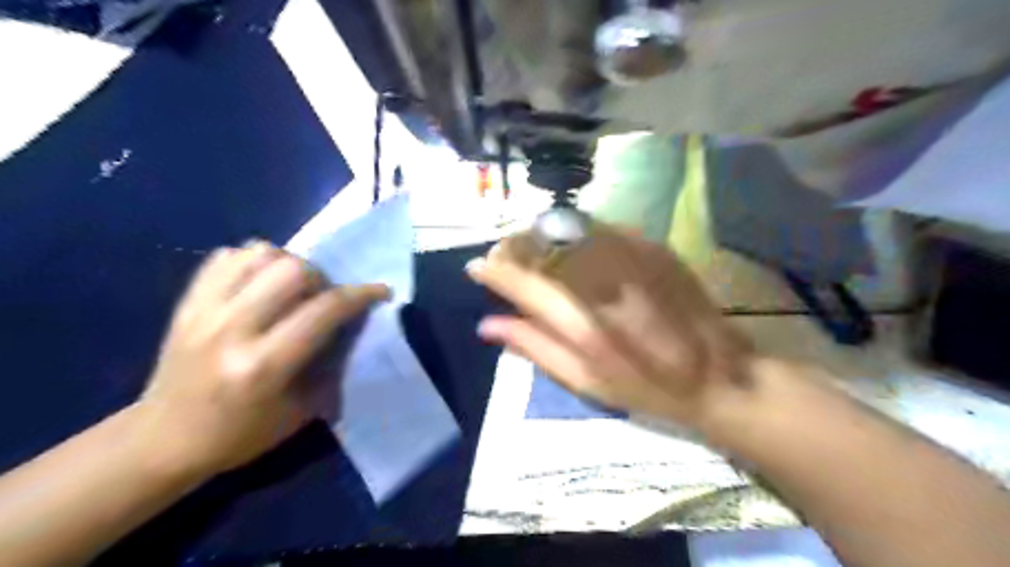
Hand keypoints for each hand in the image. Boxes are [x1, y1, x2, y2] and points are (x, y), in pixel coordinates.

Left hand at [139, 240, 388, 477]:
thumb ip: (330, 364)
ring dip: (289, 264)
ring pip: (259, 254)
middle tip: (323, 297)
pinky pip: (226, 257)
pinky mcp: (186, 304)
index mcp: (263, 366)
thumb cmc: (241, 435)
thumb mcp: (301, 411)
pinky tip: (261, 283)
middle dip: (322, 278)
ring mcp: (204, 312)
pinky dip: (253, 261)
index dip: (361, 295)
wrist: (162, 441)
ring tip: (292, 288)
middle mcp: (232, 330)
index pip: (324, 310)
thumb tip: (351, 325)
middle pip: (292, 270)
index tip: (380, 291)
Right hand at [469, 223, 751, 431]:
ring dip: (541, 235)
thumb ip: (533, 347)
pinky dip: (575, 234)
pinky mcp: (652, 246)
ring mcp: (630, 257)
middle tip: (504, 256)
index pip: (521, 282)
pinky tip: (574, 248)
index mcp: (580, 324)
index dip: (493, 270)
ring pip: (567, 228)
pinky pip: (599, 228)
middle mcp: (602, 282)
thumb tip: (487, 324)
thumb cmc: (646, 388)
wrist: (718, 373)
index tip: (477, 267)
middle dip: (513, 246)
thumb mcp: (583, 382)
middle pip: (541, 245)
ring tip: (533, 250)